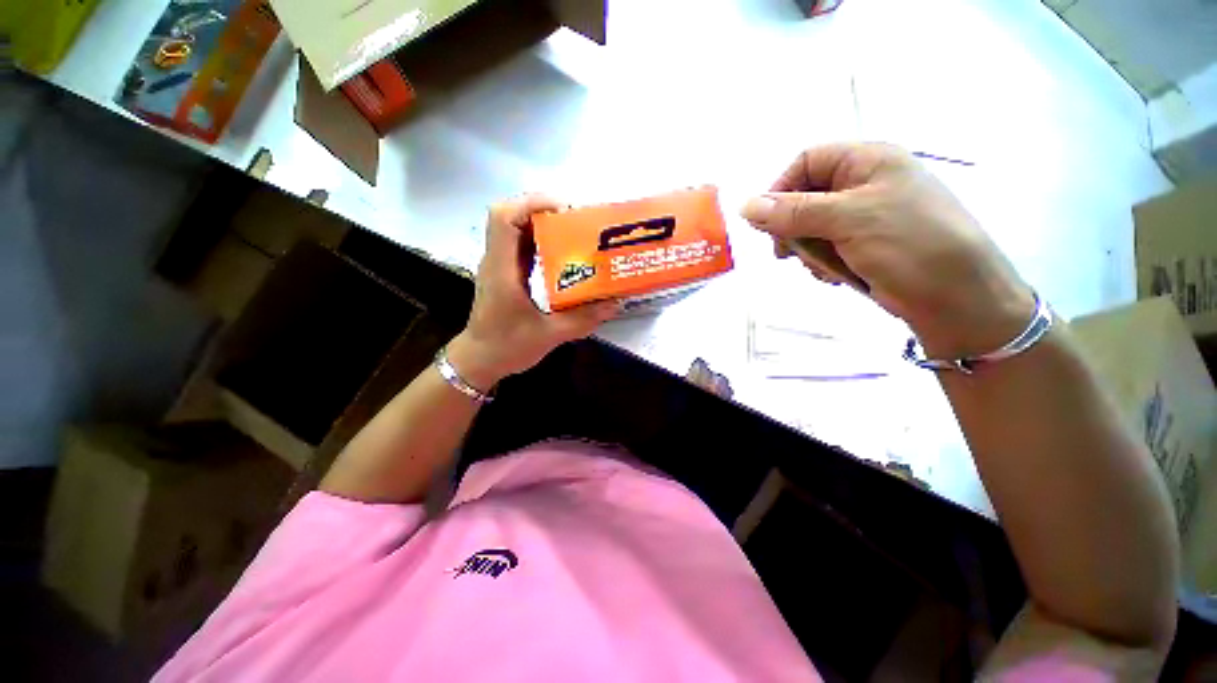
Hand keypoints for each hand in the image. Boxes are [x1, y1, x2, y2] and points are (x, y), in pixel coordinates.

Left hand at [448, 194, 618, 389]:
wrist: (480, 361)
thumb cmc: (508, 347)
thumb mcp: (549, 335)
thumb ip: (583, 319)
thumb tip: (614, 303)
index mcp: (502, 269)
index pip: (504, 218)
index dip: (531, 204)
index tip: (563, 210)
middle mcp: (497, 260)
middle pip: (511, 217)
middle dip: (544, 212)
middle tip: (576, 223)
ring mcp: (500, 266)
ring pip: (516, 230)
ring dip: (543, 226)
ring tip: (574, 234)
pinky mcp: (506, 274)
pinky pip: (522, 247)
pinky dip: (541, 243)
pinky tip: (563, 255)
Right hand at [741, 143, 1034, 357]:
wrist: (956, 299)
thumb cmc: (908, 244)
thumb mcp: (847, 220)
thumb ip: (793, 212)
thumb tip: (746, 206)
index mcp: (868, 161)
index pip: (807, 162)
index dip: (781, 189)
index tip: (766, 223)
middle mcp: (865, 184)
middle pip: (806, 197)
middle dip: (792, 227)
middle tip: (786, 253)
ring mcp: (865, 216)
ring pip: (812, 227)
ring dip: (807, 250)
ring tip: (821, 268)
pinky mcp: (864, 245)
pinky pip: (826, 247)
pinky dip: (822, 262)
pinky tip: (834, 276)